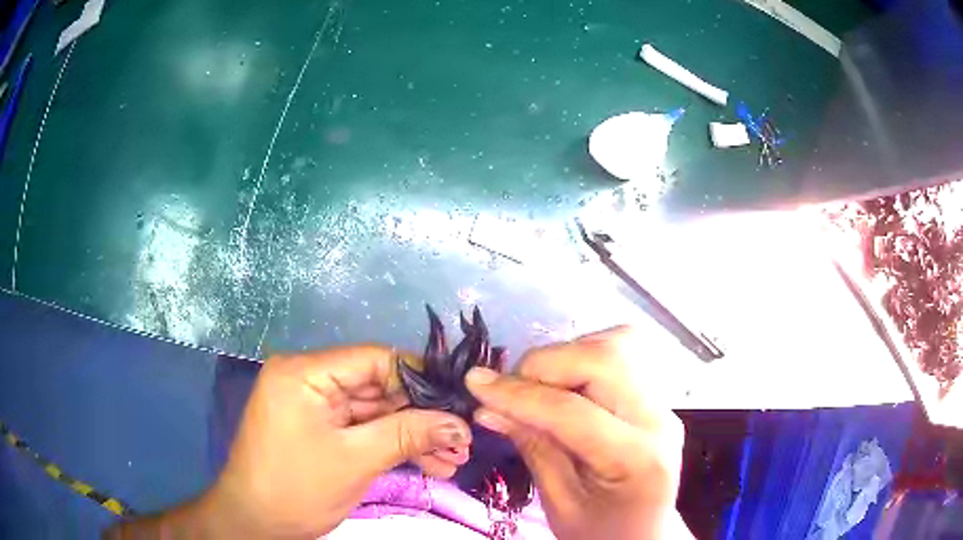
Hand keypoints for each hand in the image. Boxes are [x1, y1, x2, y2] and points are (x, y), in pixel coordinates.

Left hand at [112, 345, 471, 537]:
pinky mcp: (322, 431)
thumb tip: (459, 423)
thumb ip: (408, 434)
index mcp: (305, 373)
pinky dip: (394, 447)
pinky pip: (364, 431)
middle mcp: (309, 381)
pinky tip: (430, 465)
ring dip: (414, 437)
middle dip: (422, 417)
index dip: (419, 378)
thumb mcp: (356, 460)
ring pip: (376, 414)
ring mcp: (315, 408)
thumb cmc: (297, 488)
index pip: (373, 360)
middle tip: (462, 440)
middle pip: (378, 389)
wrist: (257, 524)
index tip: (457, 401)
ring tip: (454, 459)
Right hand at [466, 327, 691, 539]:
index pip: (573, 411)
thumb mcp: (559, 504)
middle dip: (546, 365)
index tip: (475, 384)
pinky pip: (623, 353)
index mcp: (637, 459)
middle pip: (604, 360)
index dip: (518, 395)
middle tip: (511, 390)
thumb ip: (532, 447)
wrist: (644, 534)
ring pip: (617, 344)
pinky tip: (567, 384)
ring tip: (538, 387)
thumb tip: (488, 406)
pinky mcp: (657, 396)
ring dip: (567, 355)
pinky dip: (585, 356)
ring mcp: (664, 403)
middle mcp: (660, 420)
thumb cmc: (601, 531)